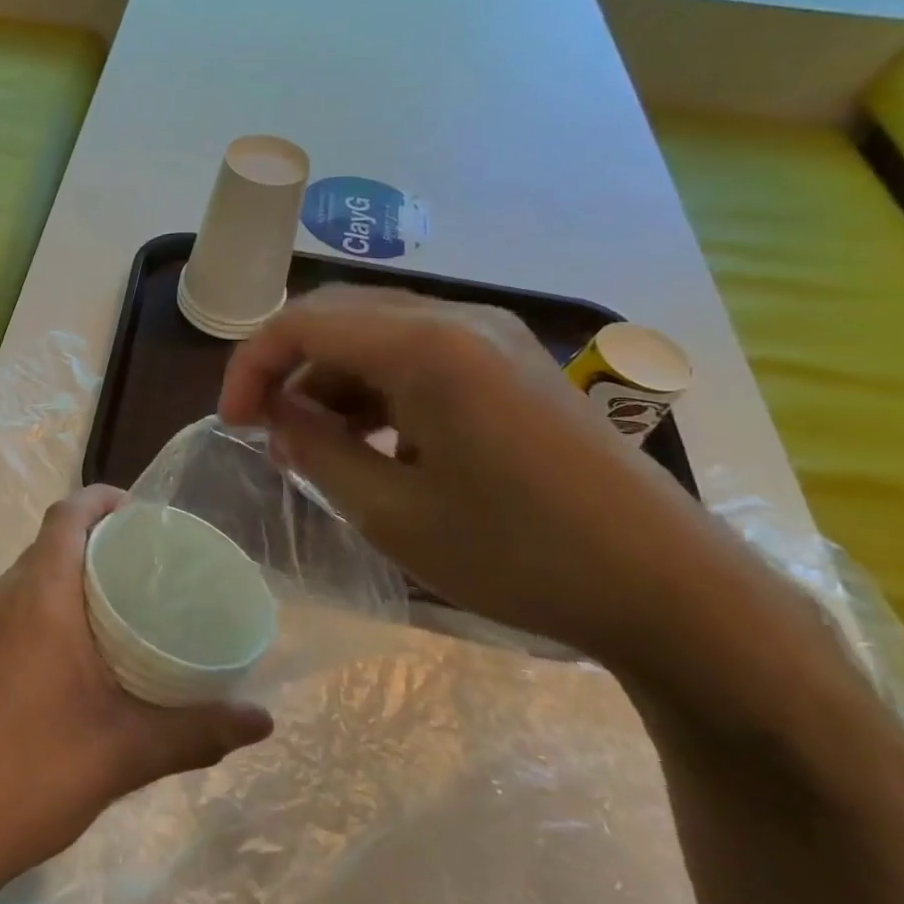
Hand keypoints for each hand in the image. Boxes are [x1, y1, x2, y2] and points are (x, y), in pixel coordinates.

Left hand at [0, 485, 272, 903]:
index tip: (146, 515)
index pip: (67, 514)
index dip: (104, 500)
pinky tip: (86, 644)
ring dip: (74, 571)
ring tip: (128, 599)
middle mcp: (3, 596)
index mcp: (38, 596)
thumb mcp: (126, 752)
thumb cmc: (34, 772)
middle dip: (99, 537)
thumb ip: (197, 731)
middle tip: (152, 562)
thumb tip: (262, 721)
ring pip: (33, 573)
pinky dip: (53, 600)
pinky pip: (19, 603)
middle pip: (52, 540)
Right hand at [218, 286, 753, 664]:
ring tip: (317, 443)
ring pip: (376, 332)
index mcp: (424, 346)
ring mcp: (493, 336)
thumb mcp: (391, 513)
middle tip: (265, 428)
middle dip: (286, 366)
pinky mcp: (514, 362)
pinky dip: (376, 385)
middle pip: (337, 315)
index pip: (300, 323)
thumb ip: (317, 451)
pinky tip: (377, 440)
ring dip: (331, 378)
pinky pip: (419, 351)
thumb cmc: (519, 554)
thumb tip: (277, 417)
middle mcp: (458, 319)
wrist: (671, 589)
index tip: (233, 424)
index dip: (249, 367)